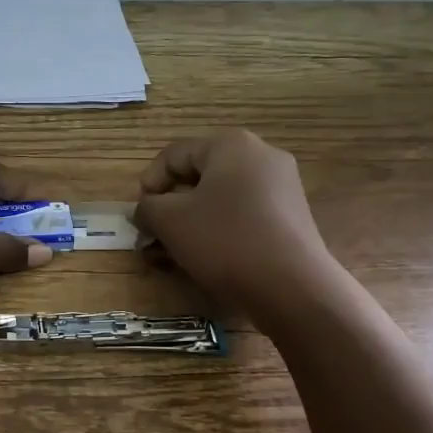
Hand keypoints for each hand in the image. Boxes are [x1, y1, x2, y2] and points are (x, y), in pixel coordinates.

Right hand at [132, 130, 332, 322]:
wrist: (293, 287)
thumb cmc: (224, 240)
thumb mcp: (170, 221)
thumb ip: (147, 208)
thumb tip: (145, 210)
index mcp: (231, 145)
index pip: (174, 155)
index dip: (149, 183)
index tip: (139, 215)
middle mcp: (261, 156)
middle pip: (199, 176)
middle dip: (170, 207)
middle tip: (152, 236)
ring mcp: (281, 188)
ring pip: (220, 199)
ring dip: (190, 223)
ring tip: (172, 254)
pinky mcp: (291, 218)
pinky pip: (243, 216)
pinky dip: (218, 232)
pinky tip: (205, 259)